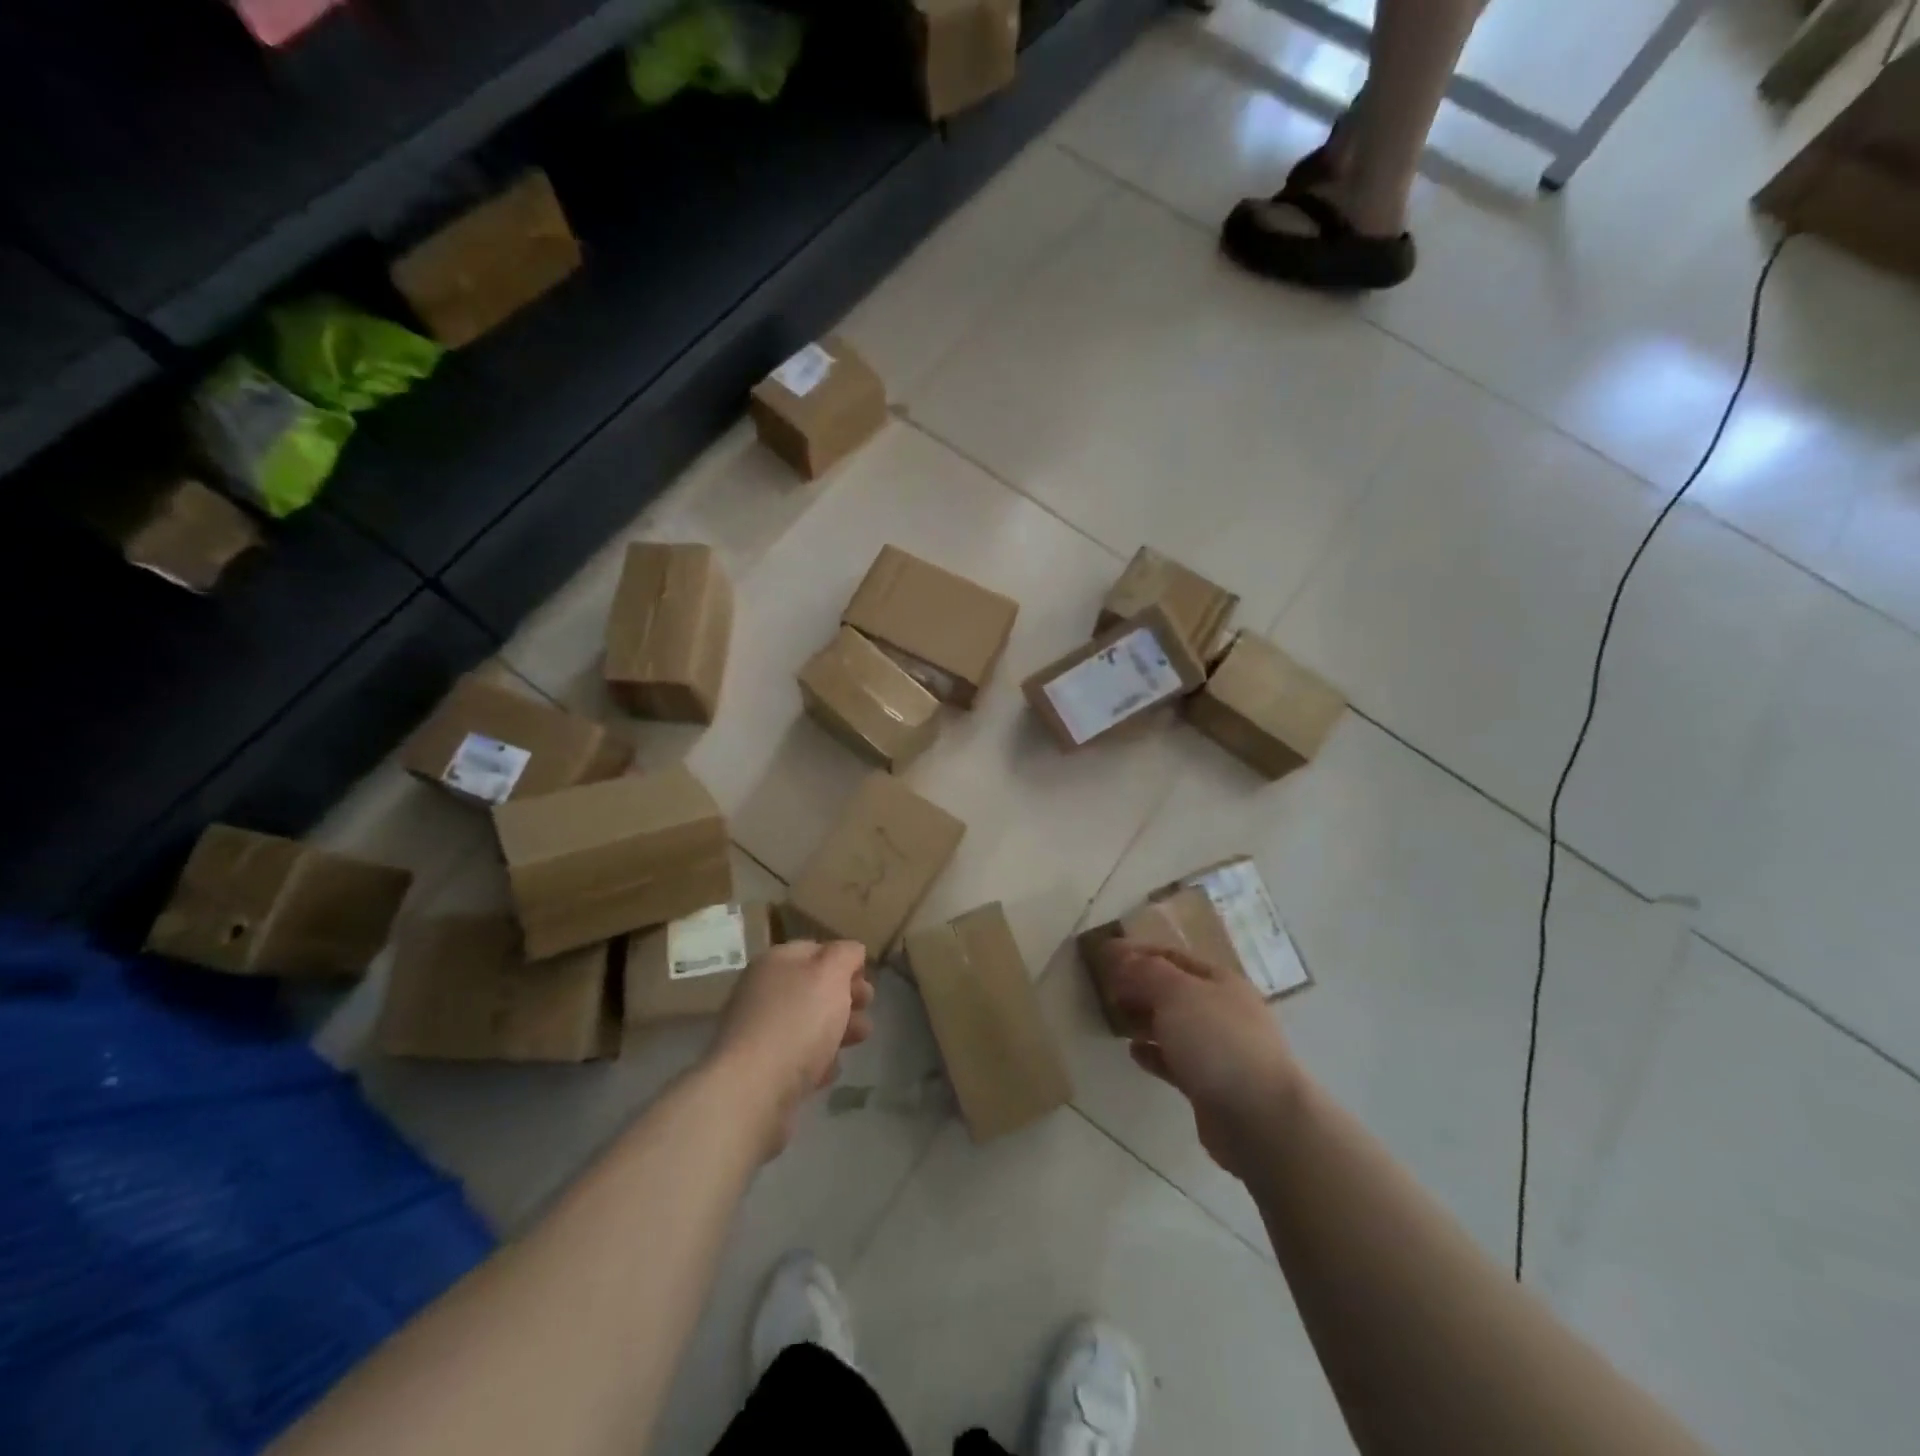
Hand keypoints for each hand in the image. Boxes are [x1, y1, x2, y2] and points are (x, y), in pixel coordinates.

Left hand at [707, 939, 874, 1156]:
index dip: (846, 961)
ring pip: (808, 1023)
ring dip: (837, 1029)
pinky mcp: (760, 1069)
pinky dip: (816, 1060)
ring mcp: (758, 1031)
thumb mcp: (831, 974)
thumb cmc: (797, 1022)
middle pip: (813, 987)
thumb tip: (851, 952)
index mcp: (775, 961)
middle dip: (846, 997)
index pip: (817, 949)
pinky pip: (796, 1057)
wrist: (752, 1091)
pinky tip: (829, 1071)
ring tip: (858, 1041)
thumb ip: (845, 955)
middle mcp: (762, 991)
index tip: (867, 980)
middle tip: (867, 1008)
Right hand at [1101, 939, 1299, 1175]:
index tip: (1104, 956)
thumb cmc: (1218, 1042)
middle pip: (1172, 990)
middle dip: (1139, 986)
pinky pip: (1174, 1060)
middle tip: (1104, 989)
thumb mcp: (1177, 993)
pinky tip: (1133, 1052)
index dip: (1138, 953)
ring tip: (1114, 1018)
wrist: (1261, 1118)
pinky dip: (1153, 1053)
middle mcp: (1221, 1010)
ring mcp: (1218, 1049)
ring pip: (1172, 1025)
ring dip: (1144, 1019)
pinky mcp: (1209, 1085)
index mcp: (1219, 981)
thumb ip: (1146, 972)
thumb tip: (1121, 956)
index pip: (1171, 956)